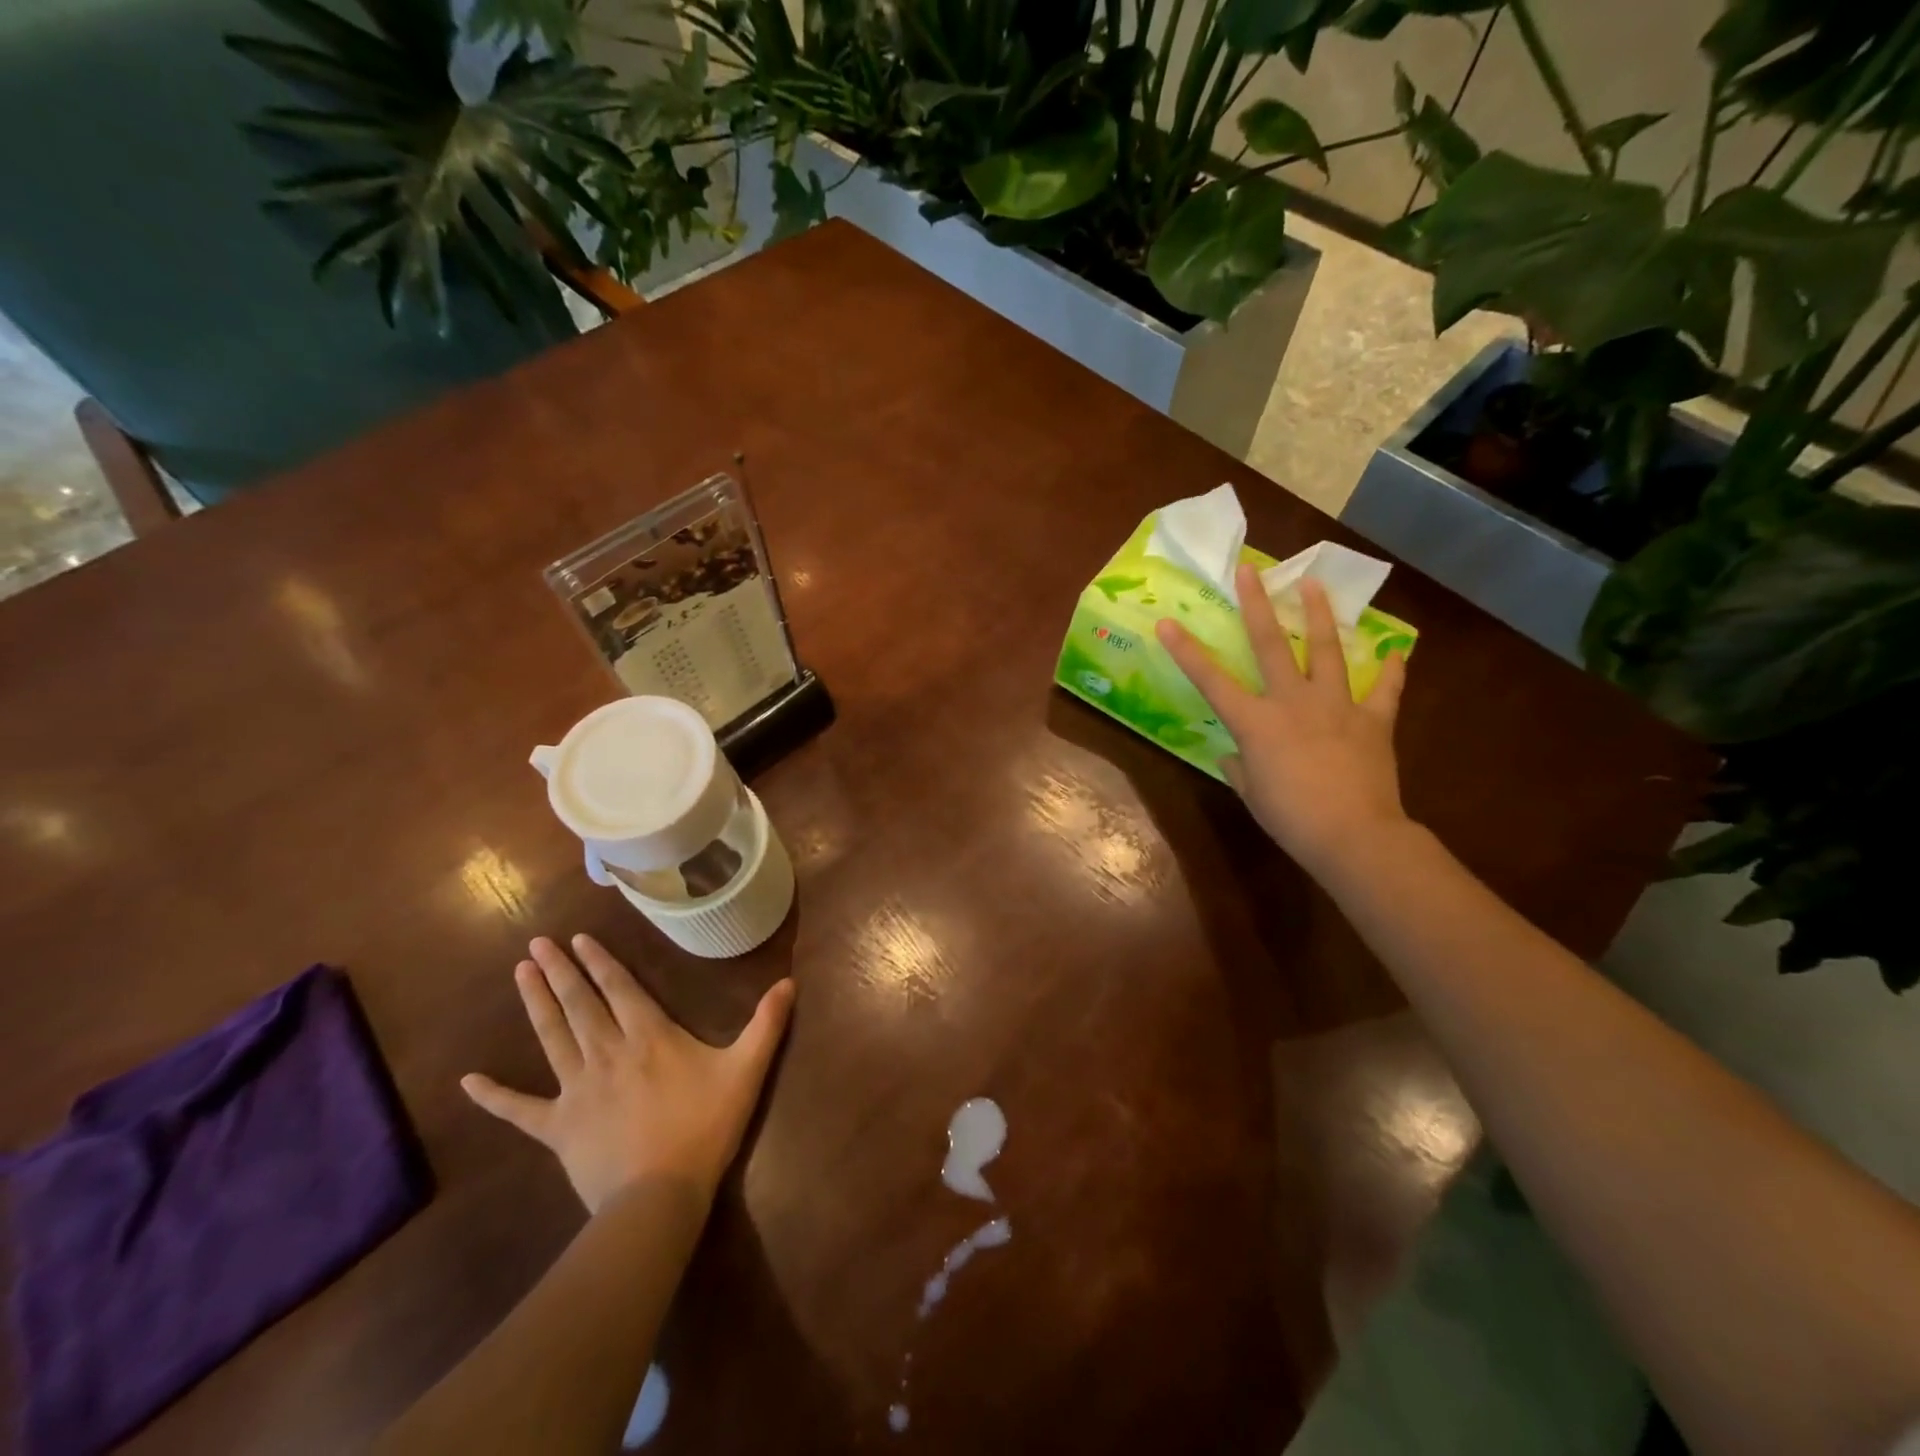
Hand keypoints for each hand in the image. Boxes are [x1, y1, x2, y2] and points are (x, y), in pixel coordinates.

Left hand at [462, 935, 794, 1213]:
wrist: (659, 1196)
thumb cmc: (704, 1127)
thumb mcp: (746, 1070)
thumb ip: (766, 1024)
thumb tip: (790, 981)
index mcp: (648, 1036)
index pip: (619, 988)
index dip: (599, 961)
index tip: (577, 938)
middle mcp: (607, 1052)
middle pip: (579, 1004)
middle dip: (559, 971)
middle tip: (536, 944)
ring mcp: (577, 1089)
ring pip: (551, 1037)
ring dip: (534, 1004)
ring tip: (519, 974)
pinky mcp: (556, 1127)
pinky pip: (519, 1110)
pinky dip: (493, 1096)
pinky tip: (466, 1081)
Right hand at [1156, 564, 1409, 878]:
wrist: (1354, 835)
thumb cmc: (1291, 819)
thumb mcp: (1252, 795)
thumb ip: (1241, 768)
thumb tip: (1235, 755)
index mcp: (1255, 722)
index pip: (1211, 680)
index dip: (1186, 651)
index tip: (1167, 622)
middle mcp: (1292, 702)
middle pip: (1270, 645)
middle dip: (1256, 605)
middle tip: (1250, 570)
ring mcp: (1335, 706)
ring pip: (1325, 651)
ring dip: (1318, 616)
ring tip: (1313, 584)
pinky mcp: (1373, 720)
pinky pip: (1385, 690)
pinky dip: (1391, 672)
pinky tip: (1396, 653)